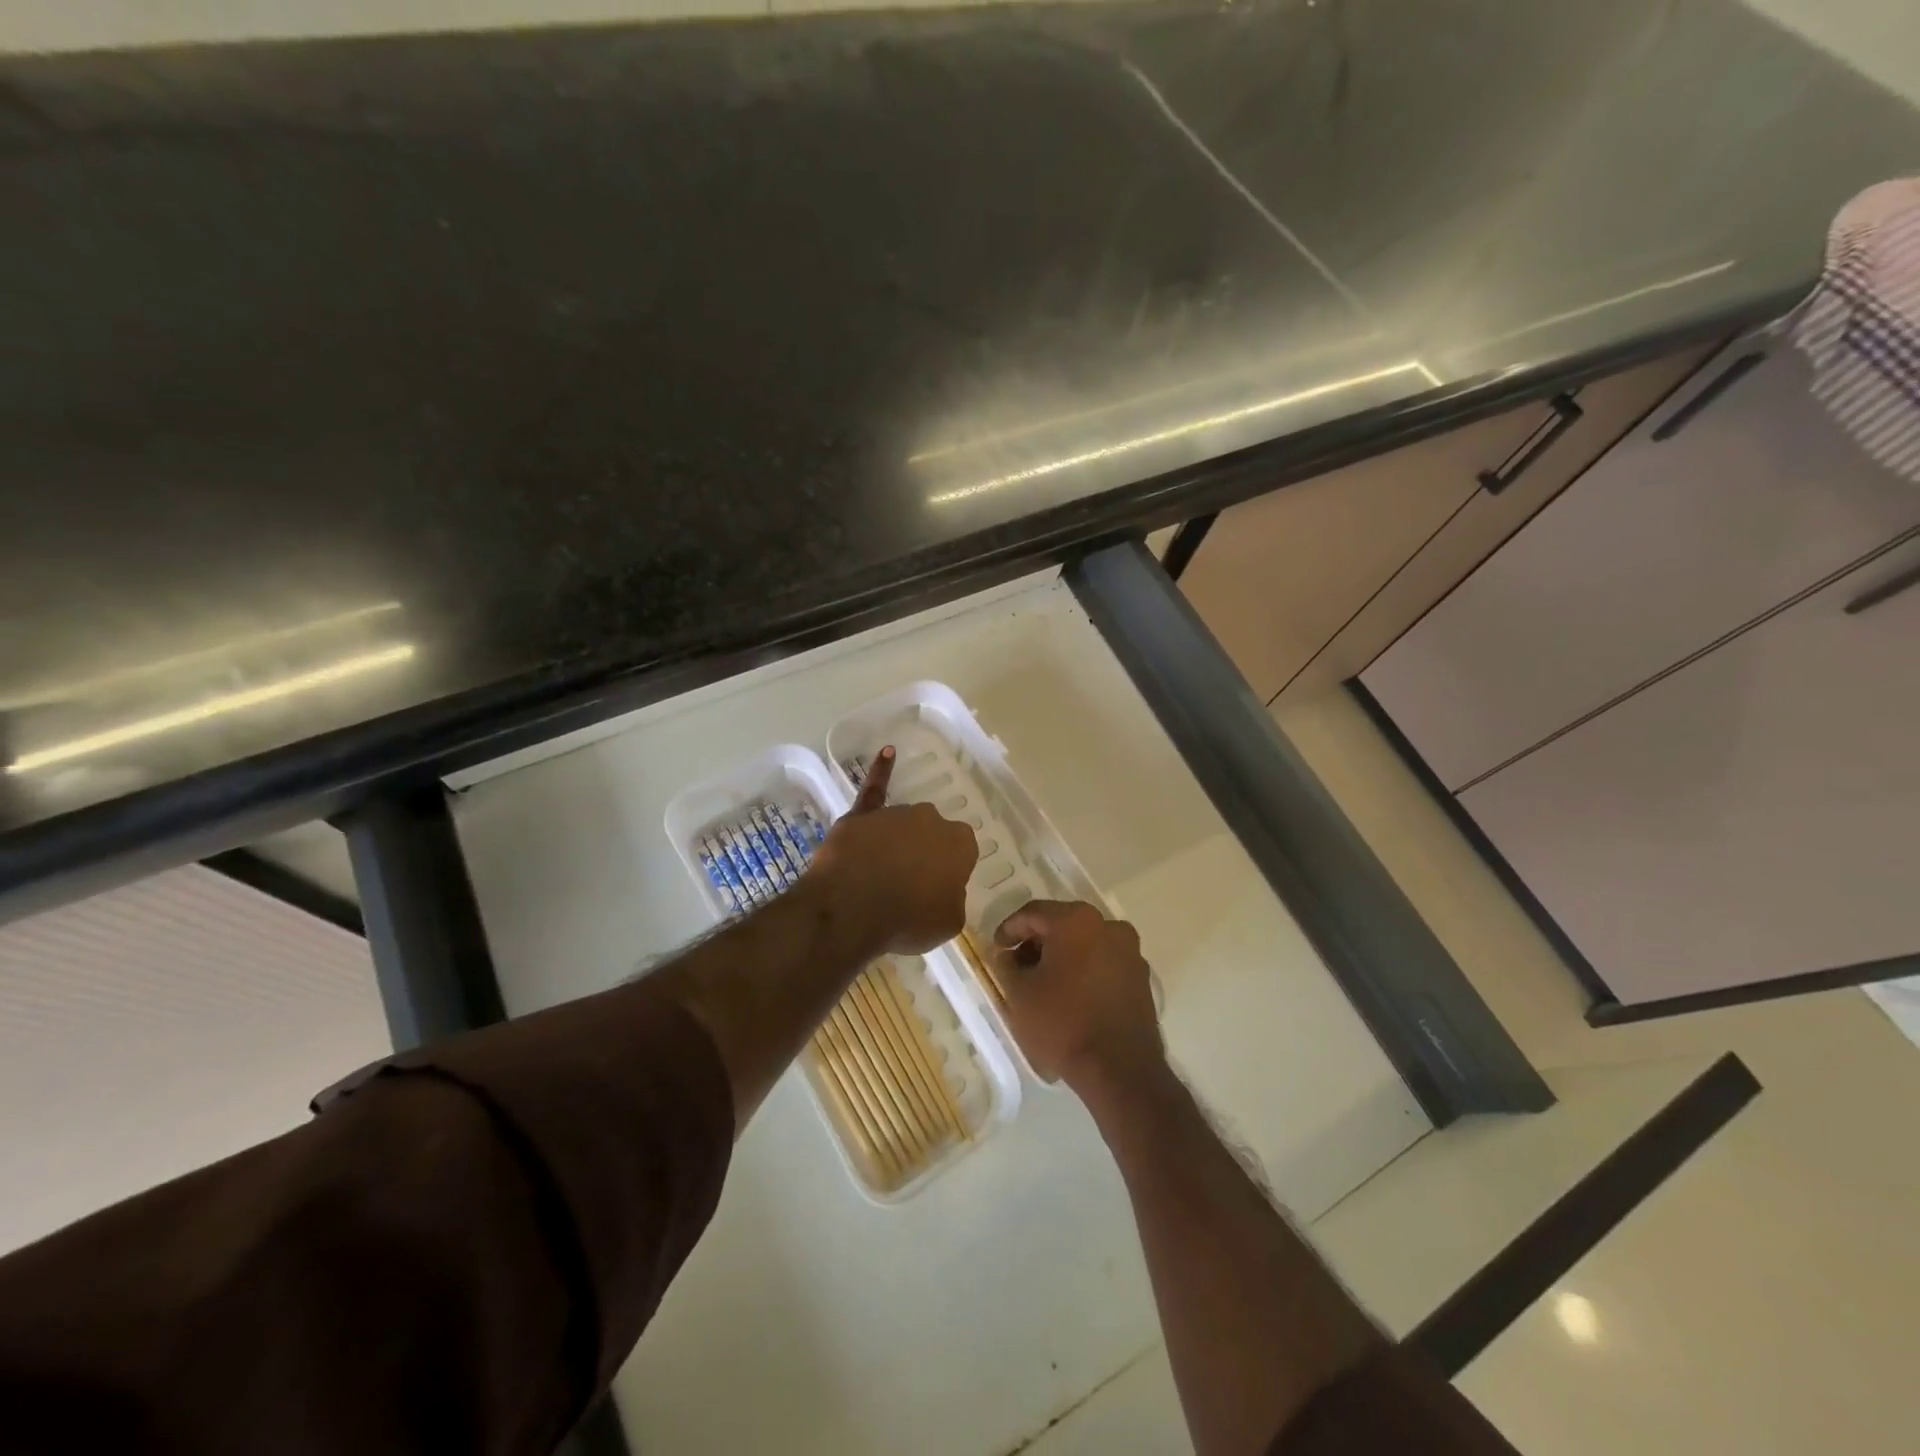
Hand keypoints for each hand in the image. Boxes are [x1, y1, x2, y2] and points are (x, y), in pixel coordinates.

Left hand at [808, 746, 975, 955]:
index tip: (935, 891)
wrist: (851, 910)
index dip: (947, 873)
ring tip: (879, 876)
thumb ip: (950, 898)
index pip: (961, 854)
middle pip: (931, 836)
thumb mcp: (948, 922)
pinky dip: (881, 770)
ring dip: (896, 843)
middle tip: (909, 887)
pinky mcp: (862, 815)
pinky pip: (875, 788)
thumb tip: (939, 889)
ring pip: (901, 826)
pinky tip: (887, 752)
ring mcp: (895, 814)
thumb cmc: (906, 921)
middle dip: (923, 855)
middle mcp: (931, 819)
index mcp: (960, 843)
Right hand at [992, 900, 1161, 1090]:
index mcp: (1076, 920)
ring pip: (1085, 942)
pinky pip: (1104, 962)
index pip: (1033, 913)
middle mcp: (1108, 925)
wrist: (1119, 1069)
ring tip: (1043, 983)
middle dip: (1036, 942)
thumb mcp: (1019, 993)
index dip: (1009, 929)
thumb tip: (1008, 955)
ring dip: (1061, 956)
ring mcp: (1129, 951)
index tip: (997, 949)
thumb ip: (1006, 965)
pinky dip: (1084, 969)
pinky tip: (1070, 995)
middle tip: (1017, 965)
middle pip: (1062, 924)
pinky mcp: (1141, 977)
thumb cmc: (1063, 1023)